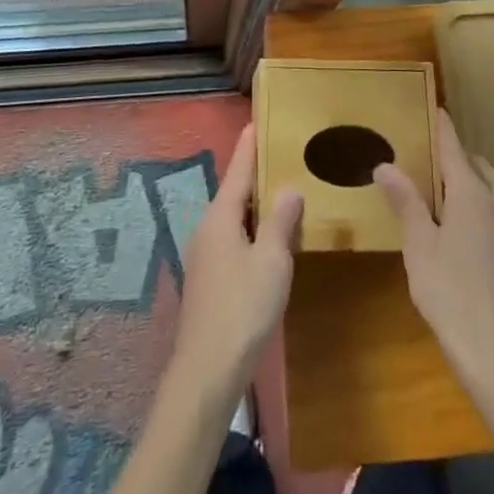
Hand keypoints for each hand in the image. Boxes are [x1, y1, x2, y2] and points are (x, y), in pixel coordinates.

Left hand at [170, 124, 302, 397]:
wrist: (207, 370)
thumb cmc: (243, 308)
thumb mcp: (272, 261)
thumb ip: (281, 222)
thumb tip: (288, 188)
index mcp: (220, 217)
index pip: (237, 171)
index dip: (248, 147)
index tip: (255, 122)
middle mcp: (207, 229)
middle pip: (233, 194)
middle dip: (254, 176)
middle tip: (280, 157)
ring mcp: (204, 256)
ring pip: (233, 219)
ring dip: (255, 207)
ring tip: (281, 195)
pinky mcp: (207, 280)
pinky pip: (232, 240)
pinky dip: (251, 231)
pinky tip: (268, 242)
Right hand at [375, 109, 493, 396]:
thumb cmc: (450, 291)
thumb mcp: (418, 244)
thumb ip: (405, 201)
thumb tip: (385, 163)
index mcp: (471, 193)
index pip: (454, 147)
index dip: (442, 126)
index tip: (431, 106)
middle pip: (476, 165)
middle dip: (455, 153)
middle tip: (427, 151)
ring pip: (490, 187)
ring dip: (470, 177)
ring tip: (442, 183)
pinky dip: (478, 199)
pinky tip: (458, 221)